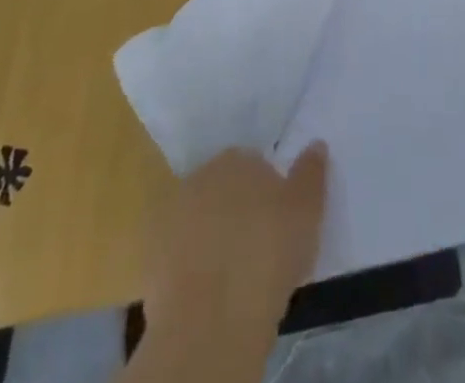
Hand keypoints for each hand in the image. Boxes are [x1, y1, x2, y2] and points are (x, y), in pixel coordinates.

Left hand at [142, 144, 328, 337]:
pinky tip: (205, 289)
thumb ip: (311, 173)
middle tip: (256, 245)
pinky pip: (176, 253)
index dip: (267, 192)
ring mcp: (170, 216)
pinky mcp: (150, 257)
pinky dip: (188, 265)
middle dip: (236, 208)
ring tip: (230, 272)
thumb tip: (315, 144)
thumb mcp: (307, 211)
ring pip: (197, 219)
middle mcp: (201, 176)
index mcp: (237, 159)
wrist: (211, 321)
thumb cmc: (268, 255)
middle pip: (223, 188)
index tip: (277, 220)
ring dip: (210, 235)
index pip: (254, 164)